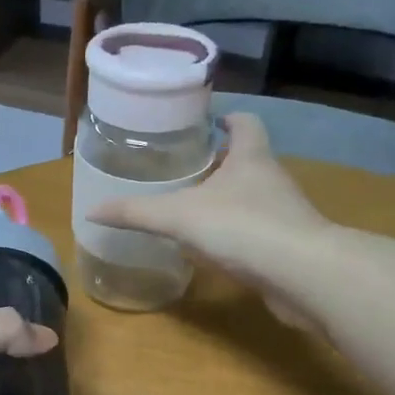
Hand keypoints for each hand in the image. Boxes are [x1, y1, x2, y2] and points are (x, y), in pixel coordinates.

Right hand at [89, 112, 331, 326]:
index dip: (228, 120)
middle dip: (220, 164)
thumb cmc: (241, 227)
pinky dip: (238, 235)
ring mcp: (285, 213)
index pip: (245, 123)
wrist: (302, 274)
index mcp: (250, 157)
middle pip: (247, 160)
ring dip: (228, 201)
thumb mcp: (178, 217)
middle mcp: (272, 178)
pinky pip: (259, 232)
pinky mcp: (290, 245)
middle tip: (185, 172)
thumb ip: (136, 213)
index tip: (207, 125)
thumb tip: (91, 211)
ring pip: (253, 198)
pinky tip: (215, 250)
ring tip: (194, 212)